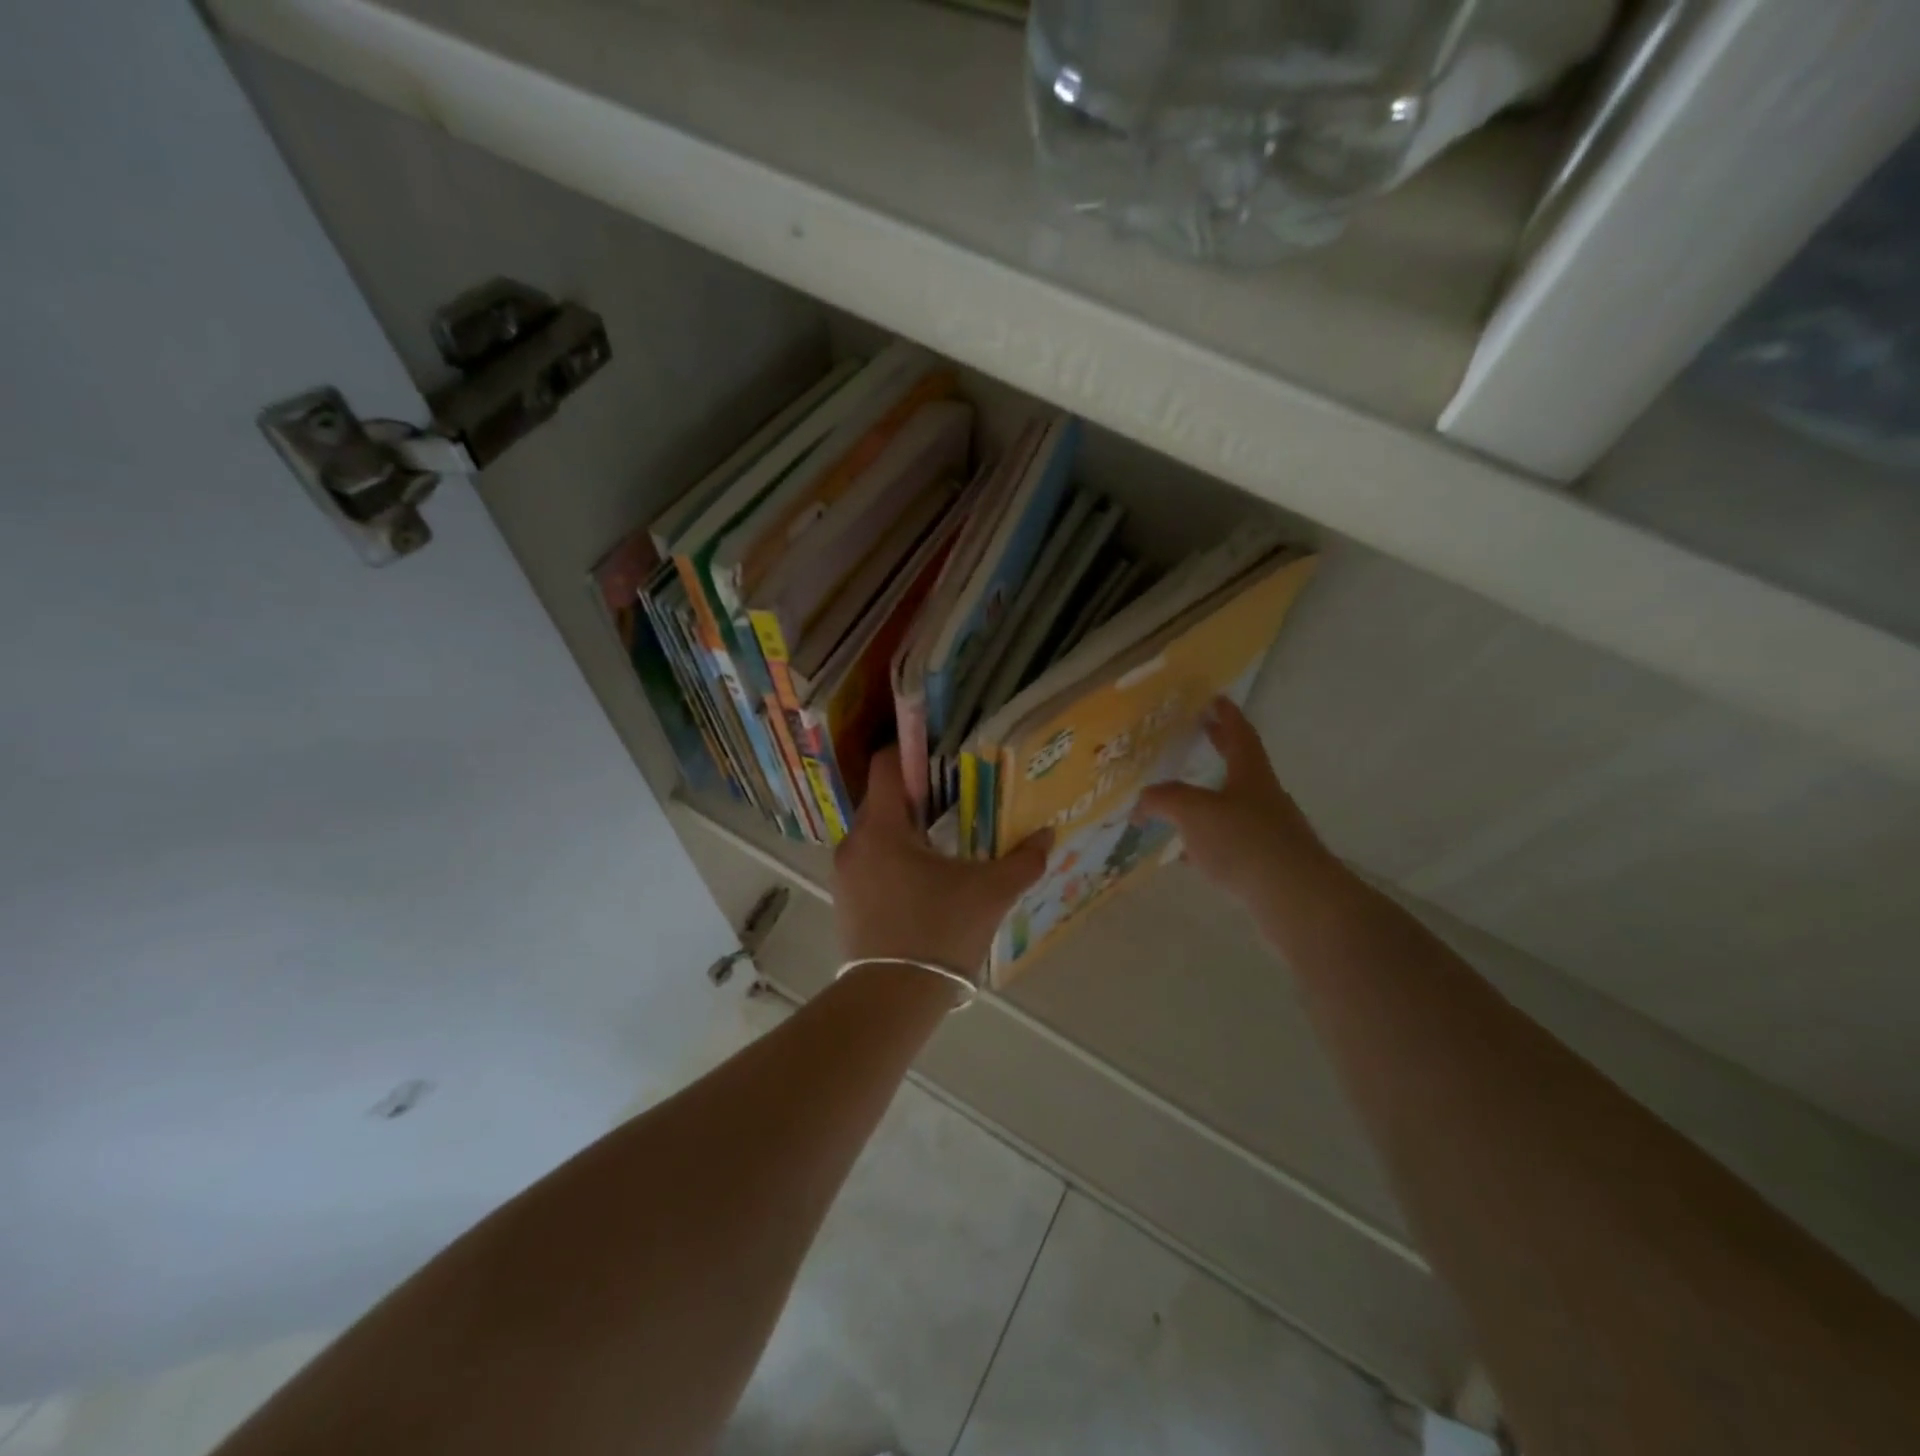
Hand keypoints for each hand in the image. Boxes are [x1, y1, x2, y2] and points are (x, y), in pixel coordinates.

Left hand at [832, 747, 1051, 976]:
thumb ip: (1022, 860)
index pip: (886, 765)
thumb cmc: (939, 932)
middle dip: (916, 793)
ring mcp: (844, 873)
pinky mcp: (844, 900)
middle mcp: (855, 842)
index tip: (942, 752)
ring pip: (876, 831)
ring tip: (943, 838)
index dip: (912, 750)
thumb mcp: (990, 894)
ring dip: (905, 828)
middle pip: (883, 798)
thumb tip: (1048, 835)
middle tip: (955, 797)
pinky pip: (869, 860)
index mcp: (882, 828)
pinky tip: (924, 877)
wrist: (891, 999)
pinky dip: (893, 856)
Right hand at [1134, 698, 1337, 904]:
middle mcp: (1264, 797)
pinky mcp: (1268, 863)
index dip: (1226, 716)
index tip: (1216, 699)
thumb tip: (1140, 803)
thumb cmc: (1244, 841)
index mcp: (1251, 774)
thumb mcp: (1193, 812)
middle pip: (1240, 766)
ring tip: (1181, 803)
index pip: (1240, 734)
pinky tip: (1190, 856)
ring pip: (1235, 806)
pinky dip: (1210, 841)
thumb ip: (1163, 800)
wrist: (1295, 897)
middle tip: (1201, 734)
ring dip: (1211, 799)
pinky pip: (1233, 842)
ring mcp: (1270, 831)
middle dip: (1220, 749)